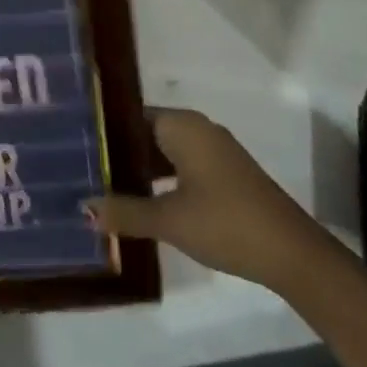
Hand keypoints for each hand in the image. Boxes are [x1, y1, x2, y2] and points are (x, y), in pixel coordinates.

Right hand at [86, 107, 319, 291]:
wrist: (291, 251)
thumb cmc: (225, 223)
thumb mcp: (169, 220)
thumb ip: (125, 211)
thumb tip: (84, 207)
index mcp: (183, 125)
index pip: (132, 115)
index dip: (105, 130)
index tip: (75, 144)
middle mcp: (197, 129)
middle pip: (147, 132)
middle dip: (119, 151)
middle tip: (82, 168)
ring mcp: (214, 151)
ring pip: (165, 150)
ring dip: (139, 167)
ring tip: (102, 184)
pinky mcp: (224, 173)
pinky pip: (181, 164)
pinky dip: (160, 178)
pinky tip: (141, 200)